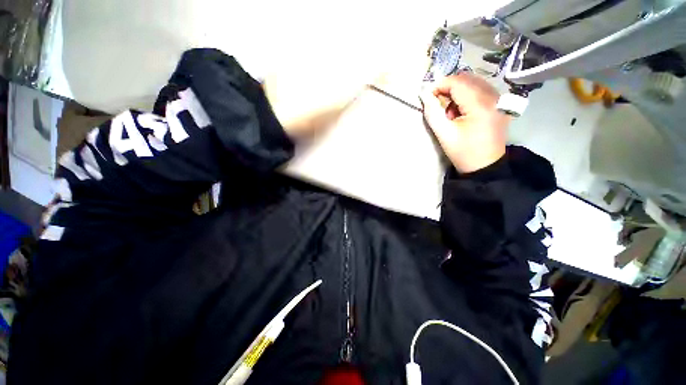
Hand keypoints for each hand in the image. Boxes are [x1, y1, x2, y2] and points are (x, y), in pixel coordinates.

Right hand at [419, 73, 508, 173]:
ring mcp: (500, 99)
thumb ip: (432, 112)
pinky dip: (469, 95)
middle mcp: (494, 96)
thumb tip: (424, 93)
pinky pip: (482, 89)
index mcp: (480, 104)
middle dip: (449, 88)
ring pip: (475, 83)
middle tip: (439, 106)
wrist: (485, 166)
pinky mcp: (501, 103)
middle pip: (467, 79)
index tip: (429, 97)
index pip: (458, 82)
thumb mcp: (443, 134)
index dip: (440, 85)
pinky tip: (464, 110)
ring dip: (459, 92)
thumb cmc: (462, 152)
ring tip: (452, 111)